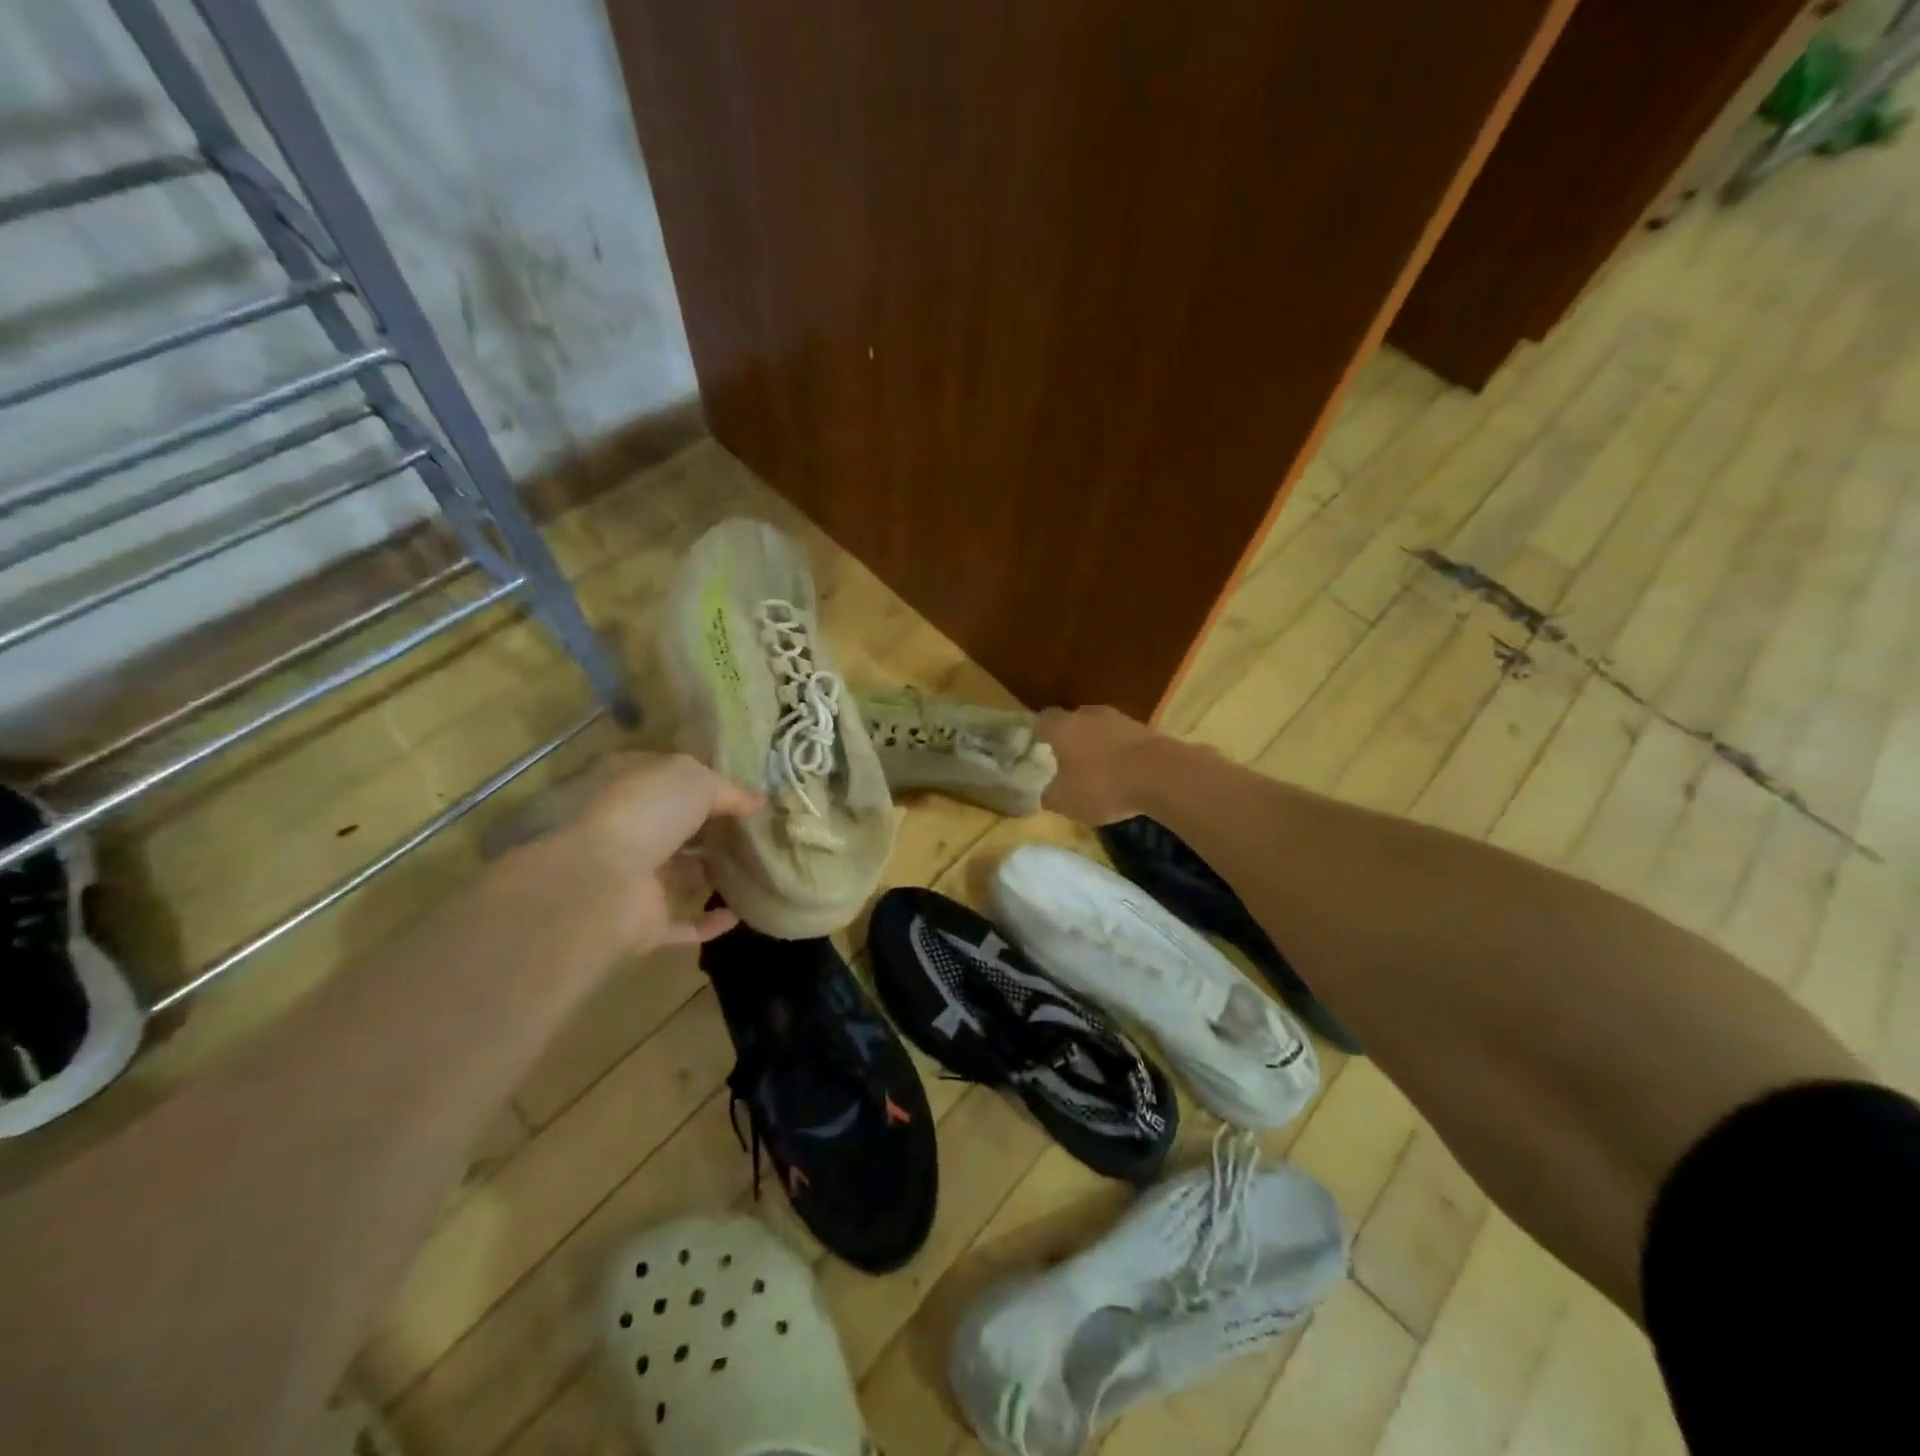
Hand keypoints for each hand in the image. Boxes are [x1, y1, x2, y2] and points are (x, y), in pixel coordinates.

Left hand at [531, 752, 763, 950]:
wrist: (603, 882)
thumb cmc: (647, 813)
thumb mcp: (695, 781)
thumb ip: (729, 790)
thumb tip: (758, 802)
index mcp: (632, 792)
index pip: (670, 783)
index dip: (704, 784)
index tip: (743, 793)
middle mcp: (630, 832)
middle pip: (677, 829)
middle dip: (712, 830)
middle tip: (757, 832)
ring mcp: (635, 879)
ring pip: (679, 875)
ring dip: (711, 874)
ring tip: (756, 868)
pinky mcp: (644, 923)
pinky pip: (683, 923)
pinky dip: (709, 922)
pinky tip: (740, 914)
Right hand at [1035, 706, 1163, 825]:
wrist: (1160, 774)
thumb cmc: (1102, 786)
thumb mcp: (1065, 802)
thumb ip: (1050, 795)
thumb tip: (1046, 793)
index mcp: (1063, 728)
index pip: (1043, 721)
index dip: (1040, 733)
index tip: (1039, 746)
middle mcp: (1089, 716)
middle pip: (1074, 720)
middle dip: (1071, 737)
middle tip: (1068, 760)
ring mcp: (1120, 719)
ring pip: (1101, 728)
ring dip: (1098, 744)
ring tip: (1099, 768)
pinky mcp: (1146, 730)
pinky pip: (1124, 739)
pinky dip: (1121, 752)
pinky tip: (1125, 772)